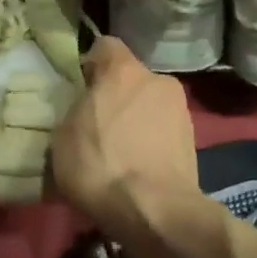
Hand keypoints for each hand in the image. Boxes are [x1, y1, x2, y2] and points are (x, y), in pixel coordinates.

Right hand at [49, 36, 200, 235]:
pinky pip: (163, 132)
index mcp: (123, 69)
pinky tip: (137, 168)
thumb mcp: (63, 136)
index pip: (105, 46)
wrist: (155, 211)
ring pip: (149, 105)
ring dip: (136, 120)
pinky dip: (151, 142)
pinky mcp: (194, 141)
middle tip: (97, 123)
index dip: (90, 63)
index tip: (80, 87)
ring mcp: (181, 110)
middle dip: (116, 95)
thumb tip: (83, 110)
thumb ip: (75, 110)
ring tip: (119, 152)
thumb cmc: (100, 164)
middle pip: (131, 78)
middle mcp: (157, 79)